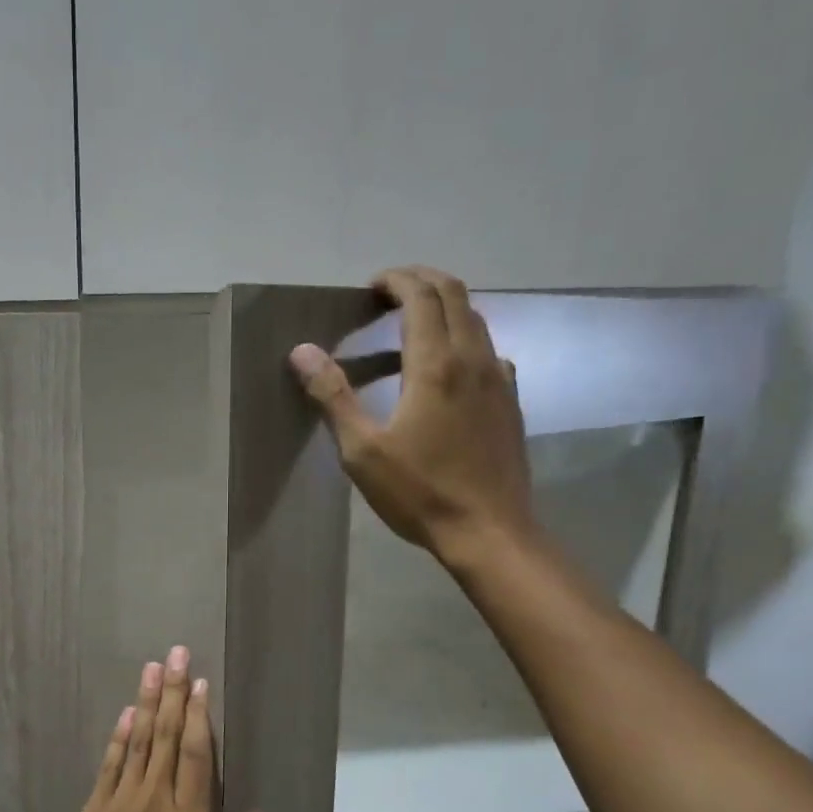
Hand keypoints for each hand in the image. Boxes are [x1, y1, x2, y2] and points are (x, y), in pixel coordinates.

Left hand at [38, 647, 268, 811]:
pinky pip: (110, 764)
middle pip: (167, 738)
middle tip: (177, 654)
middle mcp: (155, 805)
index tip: (202, 684)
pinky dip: (119, 736)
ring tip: (154, 667)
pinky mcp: (93, 810)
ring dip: (147, 702)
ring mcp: (120, 804)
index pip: (196, 759)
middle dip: (175, 693)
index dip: (200, 718)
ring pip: (139, 742)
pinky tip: (127, 712)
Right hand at [289, 266, 534, 566]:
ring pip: (476, 320)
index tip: (370, 286)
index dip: (396, 281)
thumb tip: (302, 351)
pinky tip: (445, 370)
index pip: (421, 296)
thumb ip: (333, 395)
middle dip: (421, 281)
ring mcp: (499, 378)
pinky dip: (462, 340)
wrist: (488, 531)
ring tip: (410, 325)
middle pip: (455, 294)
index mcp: (434, 365)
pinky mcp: (510, 401)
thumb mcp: (362, 450)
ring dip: (444, 308)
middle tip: (389, 292)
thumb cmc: (418, 493)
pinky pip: (487, 350)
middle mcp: (473, 359)